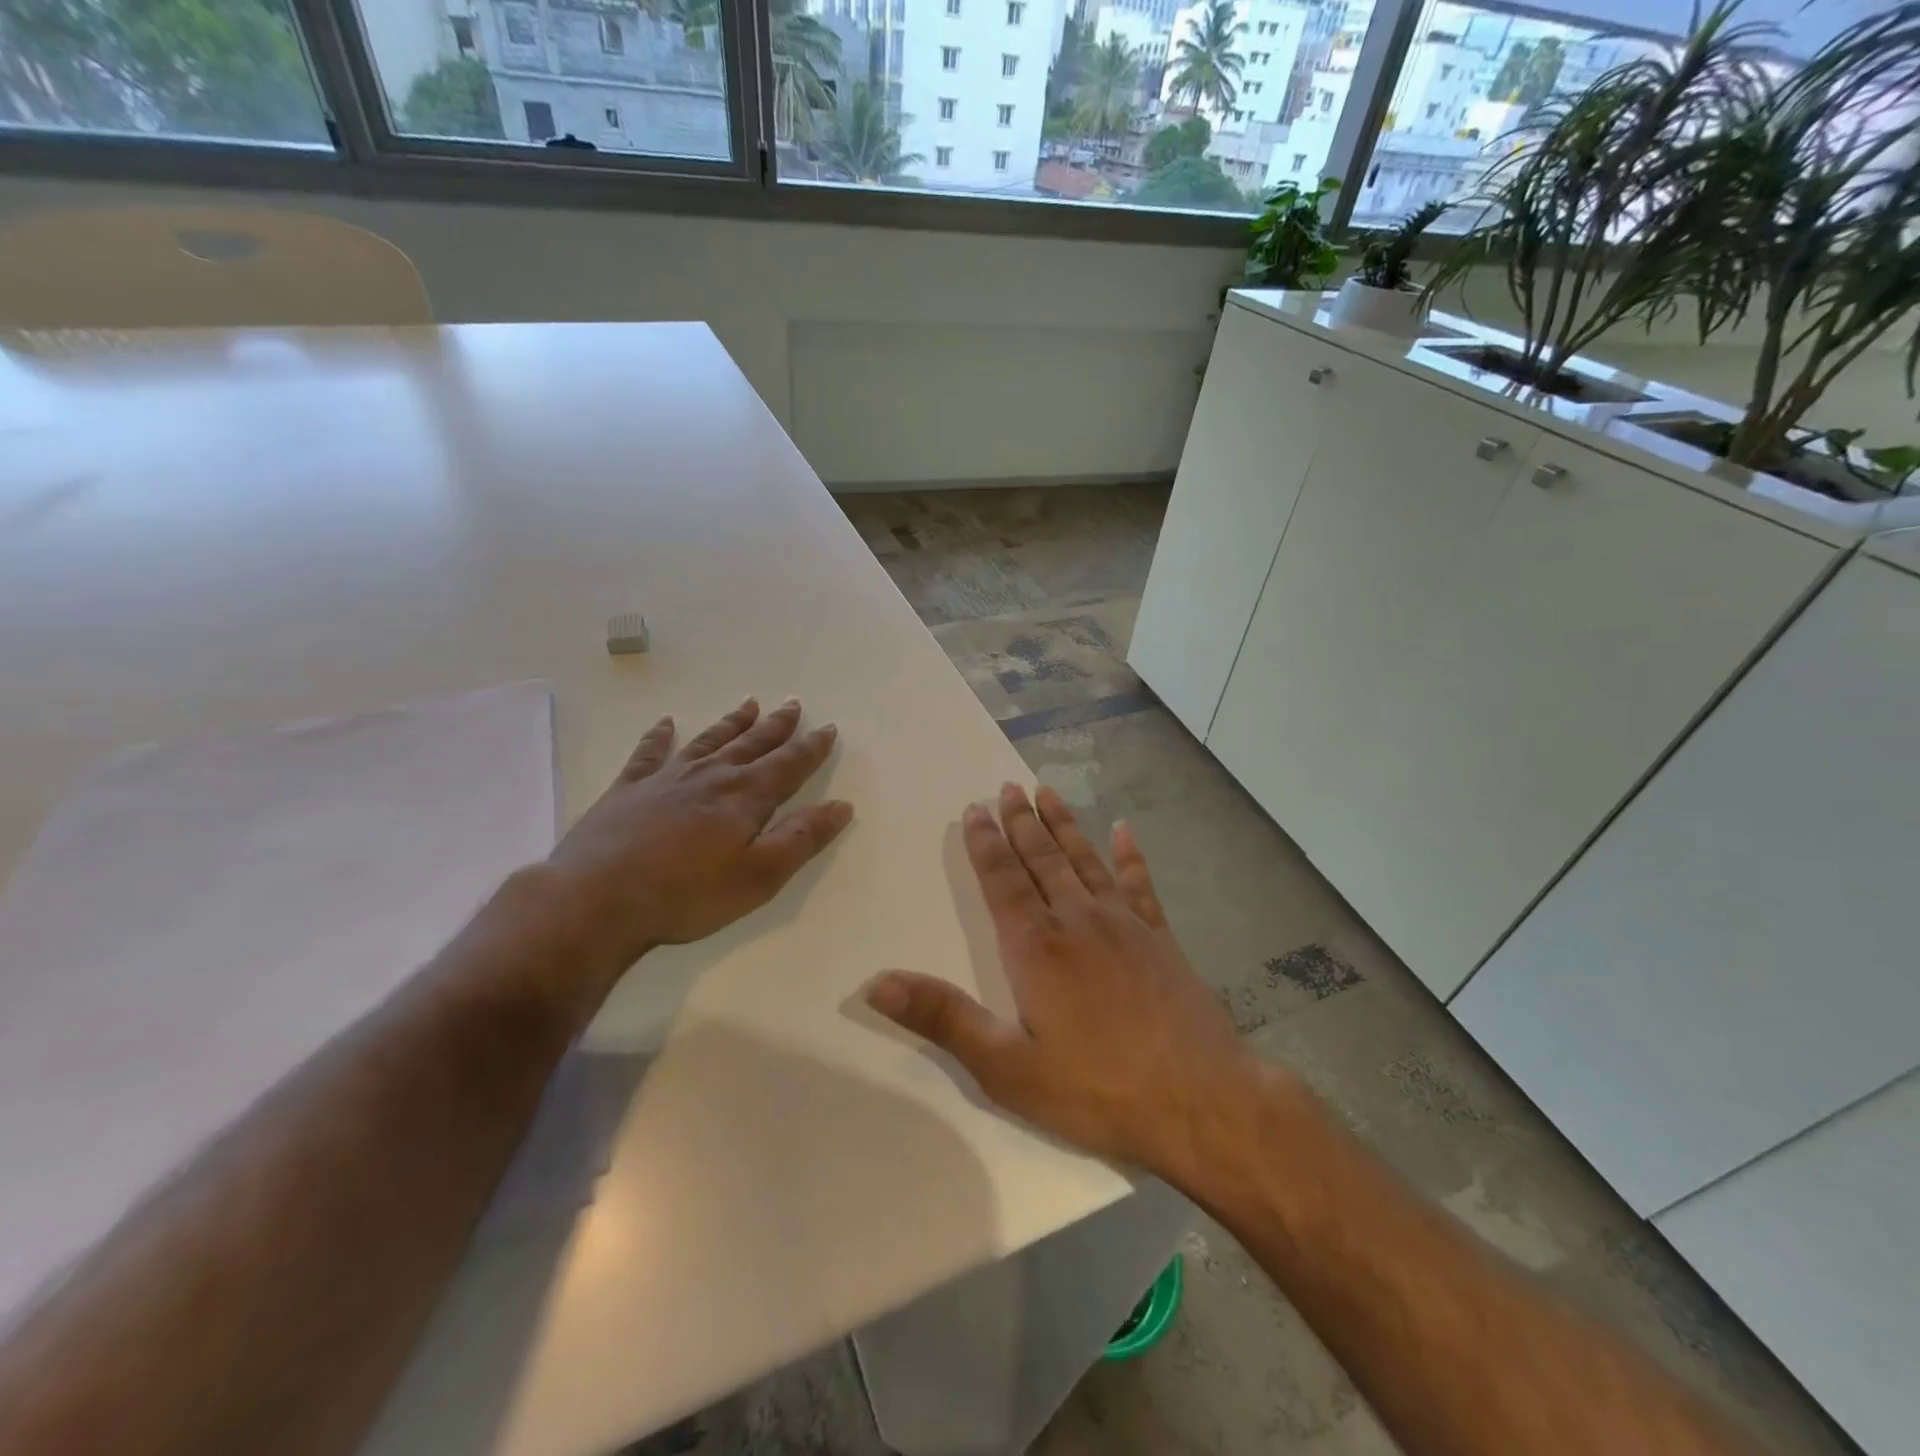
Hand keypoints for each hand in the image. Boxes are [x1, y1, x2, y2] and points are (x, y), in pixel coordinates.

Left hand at [541, 697, 851, 980]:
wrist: (597, 899)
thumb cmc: (687, 894)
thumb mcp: (759, 876)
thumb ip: (802, 839)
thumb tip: (841, 806)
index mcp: (745, 797)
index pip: (789, 765)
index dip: (812, 747)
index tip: (829, 728)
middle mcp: (711, 776)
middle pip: (751, 744)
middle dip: (776, 726)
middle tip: (793, 704)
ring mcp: (666, 779)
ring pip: (708, 741)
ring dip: (731, 723)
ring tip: (749, 704)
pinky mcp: (628, 790)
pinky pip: (648, 753)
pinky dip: (659, 736)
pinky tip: (664, 723)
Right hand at [866, 783, 1255, 1183]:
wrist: (1201, 1100)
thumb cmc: (1097, 1089)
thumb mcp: (1007, 1068)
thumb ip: (943, 1018)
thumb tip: (876, 983)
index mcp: (1036, 947)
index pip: (1002, 880)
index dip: (985, 843)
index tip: (975, 809)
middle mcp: (1077, 920)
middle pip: (1042, 858)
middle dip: (1021, 822)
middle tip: (1007, 787)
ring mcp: (1124, 925)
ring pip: (1084, 860)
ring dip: (1063, 825)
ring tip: (1047, 792)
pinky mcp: (1160, 938)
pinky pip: (1139, 884)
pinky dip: (1130, 854)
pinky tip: (1124, 830)